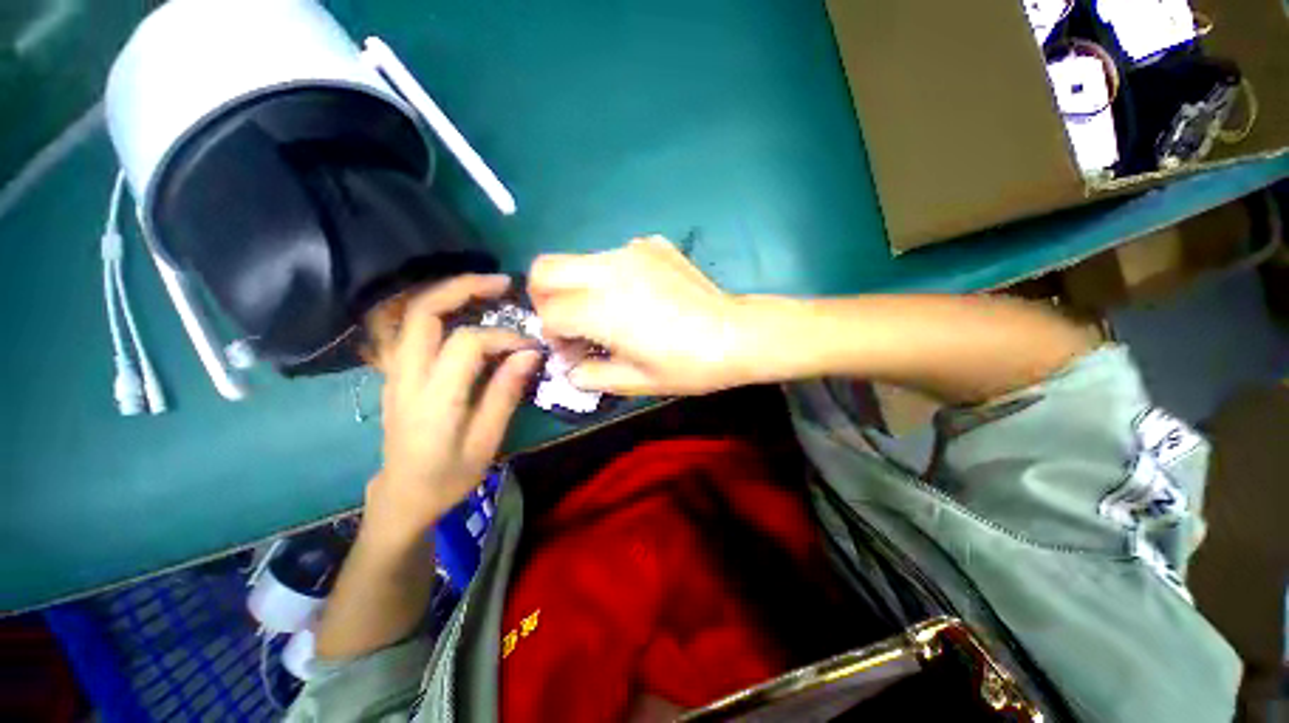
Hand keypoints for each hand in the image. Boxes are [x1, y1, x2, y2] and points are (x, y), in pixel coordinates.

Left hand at [363, 275, 541, 542]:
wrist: (402, 496)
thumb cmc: (448, 475)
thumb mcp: (486, 442)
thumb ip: (505, 393)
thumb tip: (529, 353)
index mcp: (433, 398)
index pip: (466, 343)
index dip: (503, 337)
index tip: (529, 346)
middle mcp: (405, 375)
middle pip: (423, 311)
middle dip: (463, 287)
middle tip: (501, 283)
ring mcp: (394, 371)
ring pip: (408, 313)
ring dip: (446, 292)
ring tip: (483, 288)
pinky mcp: (394, 372)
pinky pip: (408, 326)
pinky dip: (434, 308)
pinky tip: (460, 309)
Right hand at [528, 236, 752, 395]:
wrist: (736, 334)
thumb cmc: (687, 365)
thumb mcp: (636, 382)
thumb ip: (591, 376)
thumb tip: (571, 367)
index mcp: (601, 308)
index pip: (549, 313)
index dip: (552, 335)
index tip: (572, 350)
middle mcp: (609, 270)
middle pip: (546, 268)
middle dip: (545, 297)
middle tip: (570, 322)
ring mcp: (632, 251)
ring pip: (578, 260)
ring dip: (578, 286)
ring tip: (607, 313)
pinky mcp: (652, 245)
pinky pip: (613, 257)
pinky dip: (610, 277)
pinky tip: (639, 297)